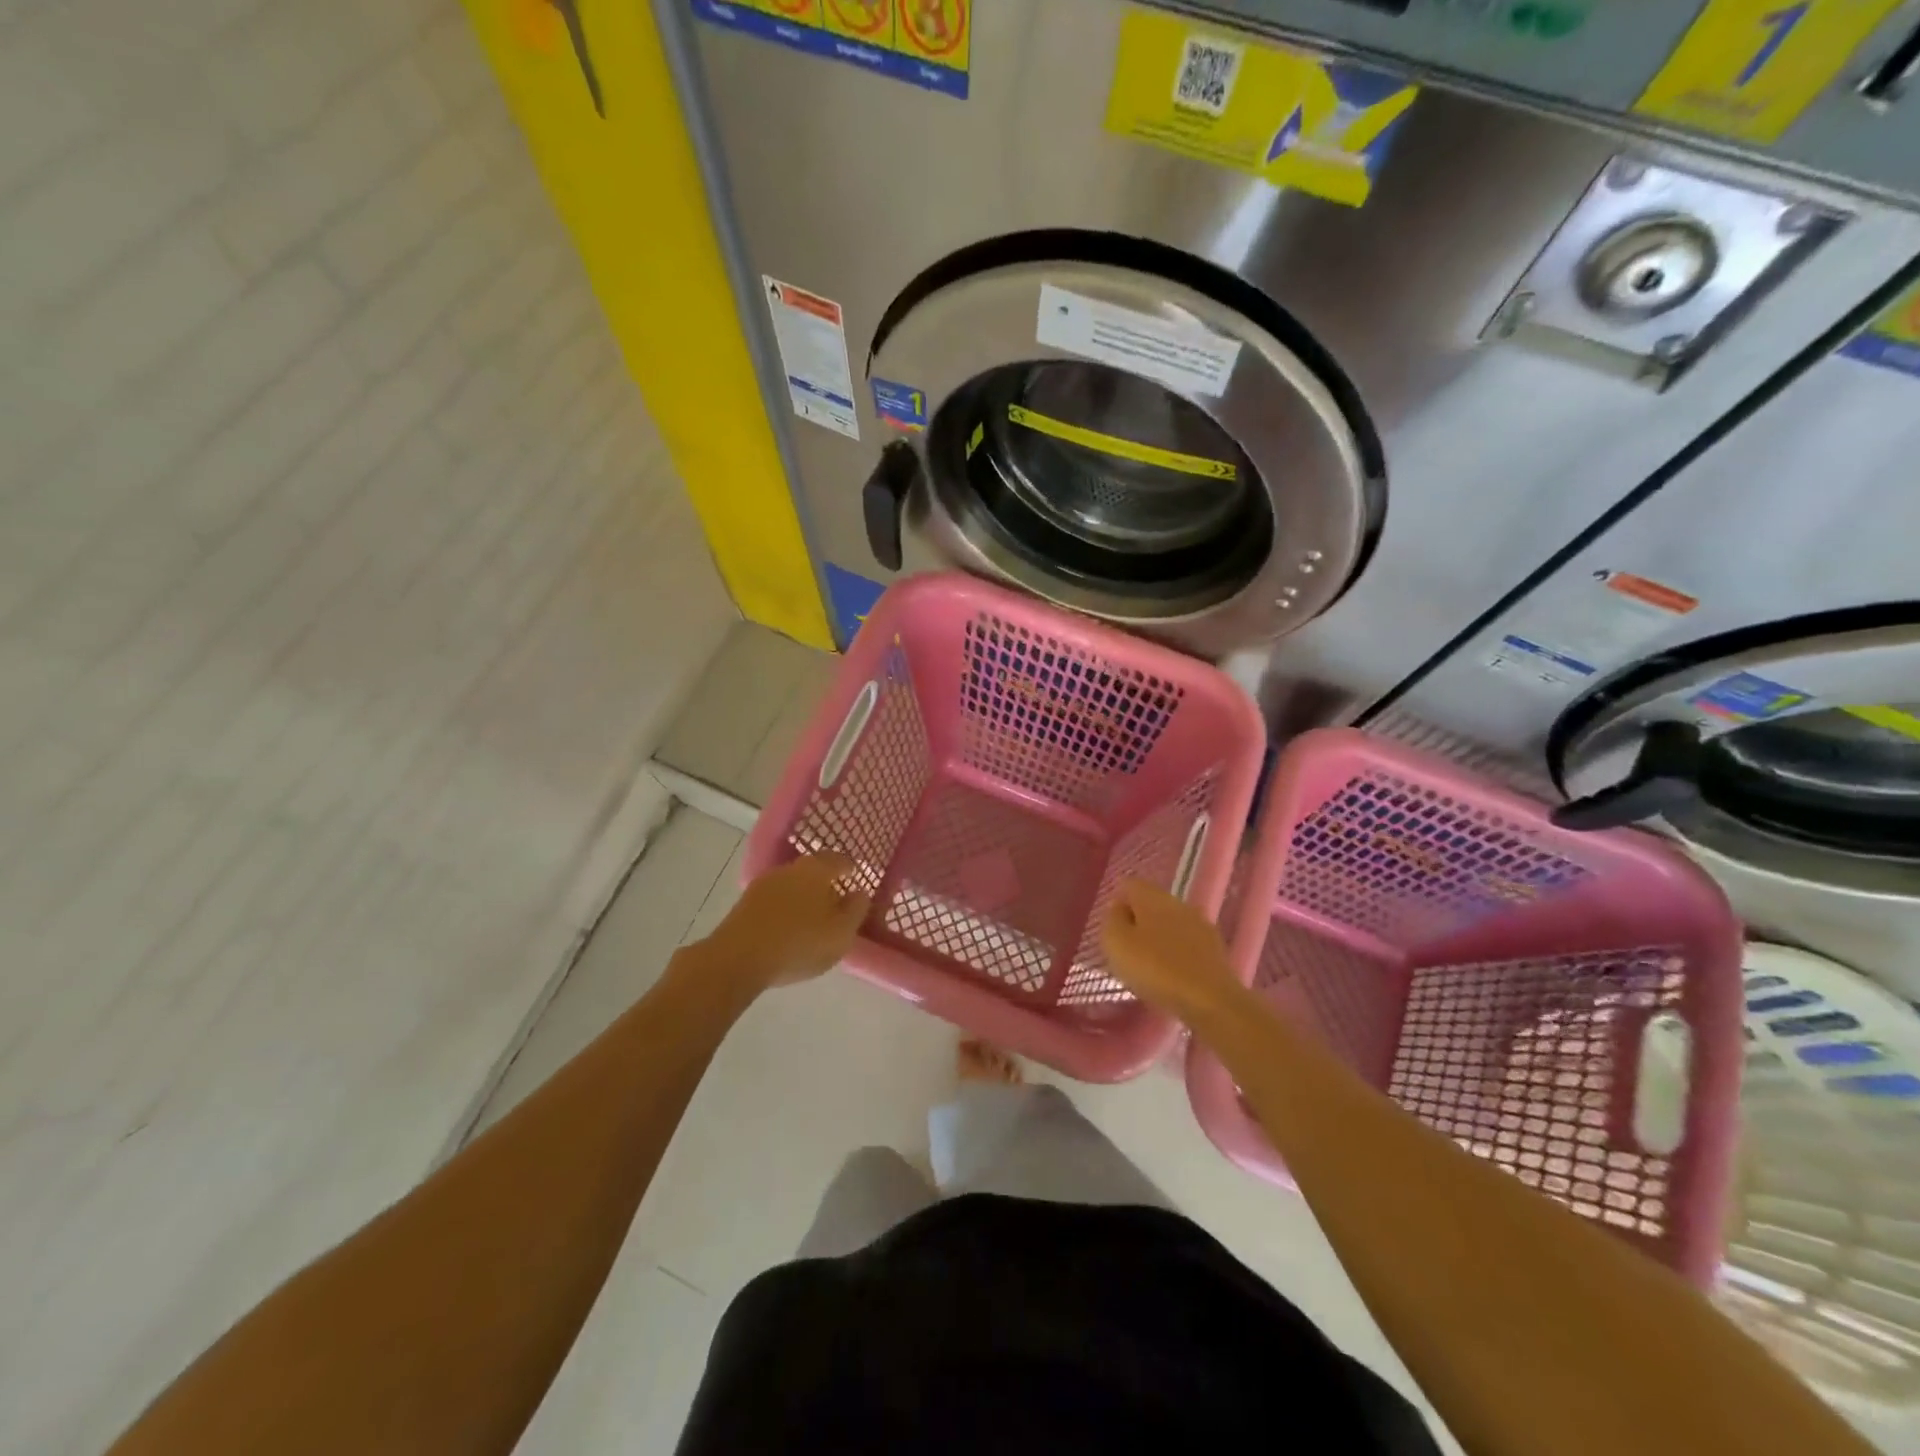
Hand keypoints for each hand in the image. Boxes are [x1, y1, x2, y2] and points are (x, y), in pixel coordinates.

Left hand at [702, 852, 870, 991]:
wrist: (737, 959)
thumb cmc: (799, 943)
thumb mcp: (841, 933)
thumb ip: (856, 910)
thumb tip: (859, 892)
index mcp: (817, 869)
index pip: (839, 860)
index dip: (850, 868)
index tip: (856, 877)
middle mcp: (790, 868)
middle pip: (814, 869)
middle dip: (826, 882)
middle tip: (836, 899)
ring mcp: (764, 883)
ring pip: (792, 883)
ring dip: (803, 895)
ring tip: (813, 916)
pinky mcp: (745, 903)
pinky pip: (775, 899)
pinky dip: (785, 908)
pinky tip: (788, 926)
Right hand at [1101, 879, 1246, 1022]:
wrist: (1211, 1000)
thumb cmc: (1155, 968)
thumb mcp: (1116, 942)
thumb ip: (1112, 919)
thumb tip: (1119, 908)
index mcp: (1151, 895)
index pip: (1129, 885)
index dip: (1117, 905)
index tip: (1112, 931)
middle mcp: (1177, 902)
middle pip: (1151, 904)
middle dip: (1138, 923)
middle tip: (1126, 951)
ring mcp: (1200, 924)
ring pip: (1170, 924)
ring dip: (1158, 940)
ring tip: (1147, 967)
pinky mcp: (1215, 949)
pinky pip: (1186, 945)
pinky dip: (1176, 956)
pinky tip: (1170, 977)